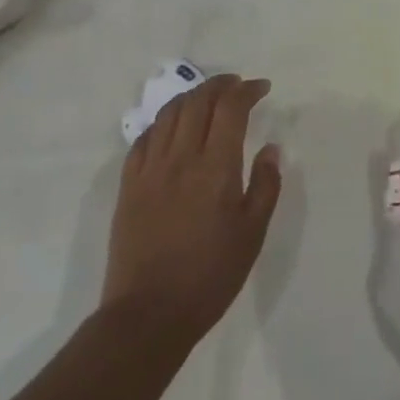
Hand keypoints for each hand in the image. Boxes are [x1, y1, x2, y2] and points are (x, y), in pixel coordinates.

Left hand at [101, 74, 281, 351]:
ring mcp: (150, 169)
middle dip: (220, 85)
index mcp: (215, 167)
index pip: (230, 107)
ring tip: (207, 99)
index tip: (262, 88)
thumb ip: (265, 185)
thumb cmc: (210, 276)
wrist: (148, 315)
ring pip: (169, 113)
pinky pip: (144, 138)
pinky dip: (163, 123)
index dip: (247, 90)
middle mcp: (181, 157)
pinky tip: (172, 129)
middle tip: (237, 86)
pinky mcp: (128, 186)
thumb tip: (271, 148)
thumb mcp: (252, 234)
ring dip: (192, 97)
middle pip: (198, 100)